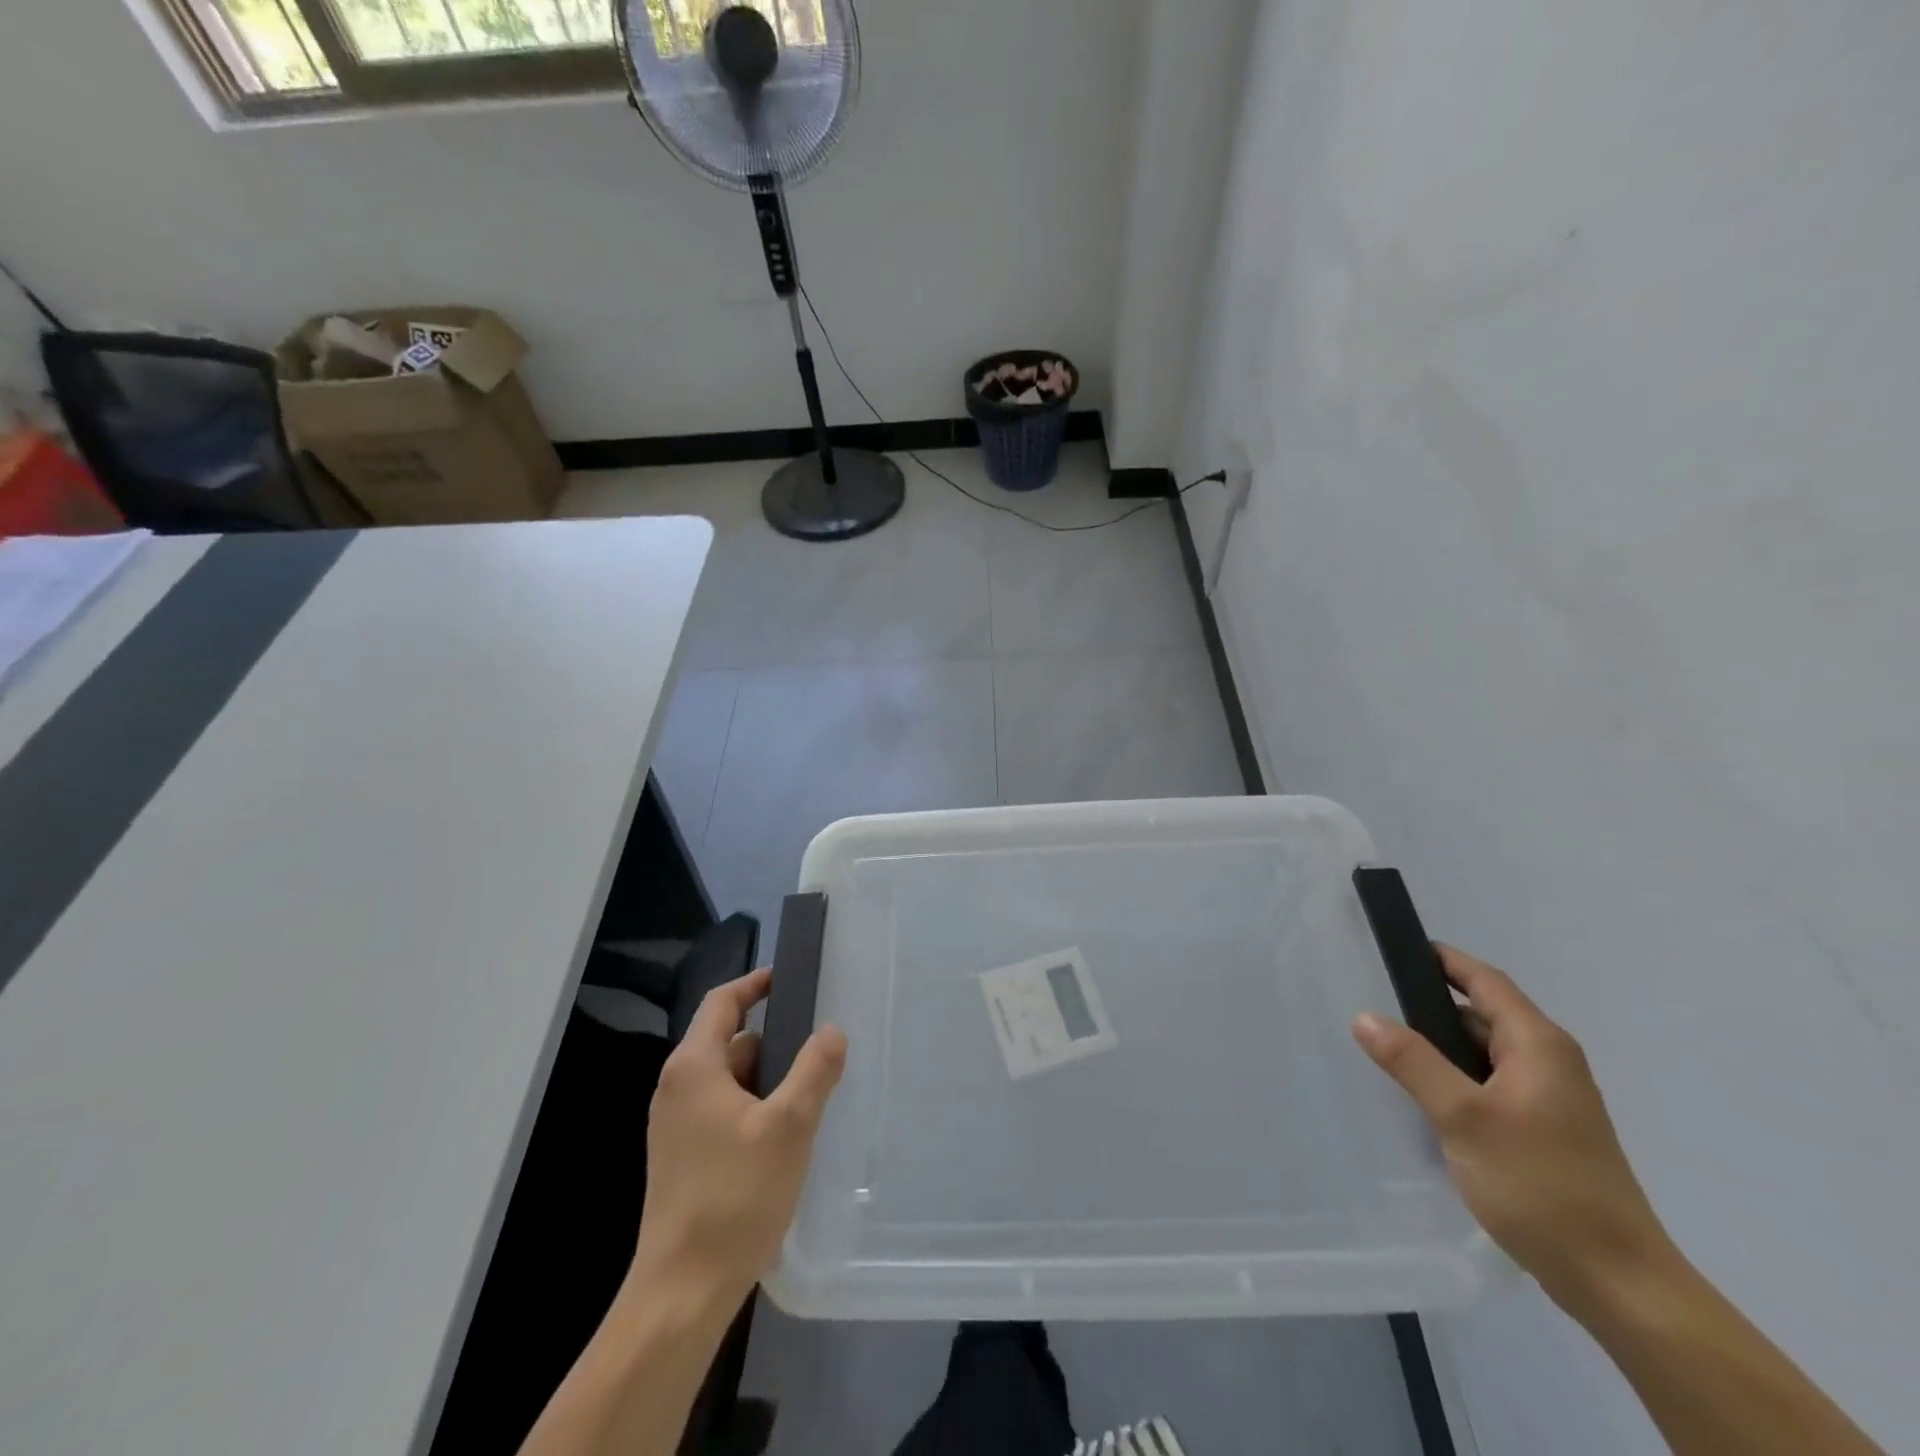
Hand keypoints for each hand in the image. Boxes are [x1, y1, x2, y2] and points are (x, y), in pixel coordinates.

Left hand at [634, 968, 847, 1308]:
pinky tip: (785, 1132)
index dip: (755, 984)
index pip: (722, 1002)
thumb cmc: (735, 1197)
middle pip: (728, 1040)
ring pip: (728, 1079)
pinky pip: (722, 1110)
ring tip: (811, 1088)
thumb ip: (814, 1071)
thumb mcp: (789, 1126)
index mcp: (694, 1067)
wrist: (681, 1292)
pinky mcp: (683, 1157)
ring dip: (766, 1077)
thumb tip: (831, 1031)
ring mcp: (676, 1126)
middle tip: (818, 1041)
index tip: (788, 977)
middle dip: (773, 1037)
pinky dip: (754, 1105)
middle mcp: (677, 1088)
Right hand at [1352, 945, 1673, 1310]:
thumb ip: (1412, 1062)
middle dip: (1431, 1006)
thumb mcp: (1463, 1117)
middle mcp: (1549, 1063)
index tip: (1397, 948)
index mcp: (1538, 1045)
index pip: (1485, 981)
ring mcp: (1550, 1100)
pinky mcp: (1545, 1132)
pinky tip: (1426, 1099)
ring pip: (1484, 1054)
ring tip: (1388, 1050)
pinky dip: (1457, 1079)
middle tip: (1375, 1003)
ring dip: (1441, 1047)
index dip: (1443, 960)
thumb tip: (1365, 1016)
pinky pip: (1490, 1085)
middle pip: (1483, 1014)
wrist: (1618, 1284)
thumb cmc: (1541, 1185)